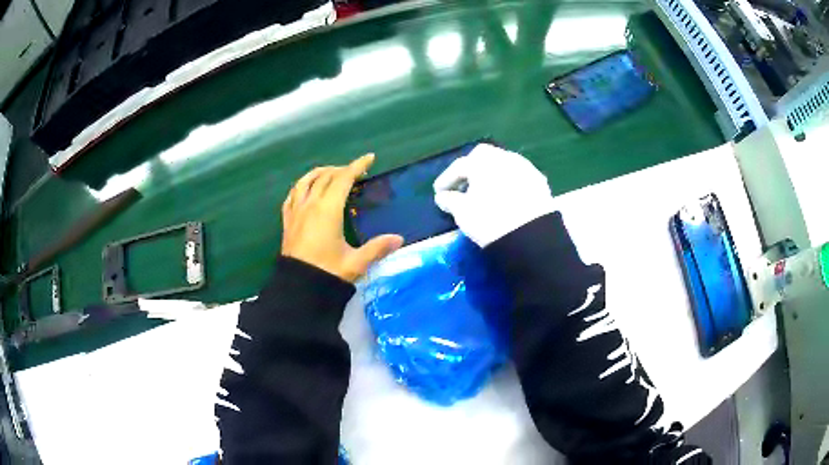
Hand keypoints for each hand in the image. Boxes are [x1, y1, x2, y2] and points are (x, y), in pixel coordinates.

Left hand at [282, 154, 403, 281]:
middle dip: (342, 169)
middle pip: (326, 176)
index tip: (369, 158)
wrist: (297, 288)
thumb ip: (377, 248)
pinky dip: (302, 185)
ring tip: (331, 173)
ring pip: (305, 181)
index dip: (357, 166)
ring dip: (320, 173)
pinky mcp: (287, 221)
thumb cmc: (327, 273)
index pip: (343, 179)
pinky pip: (292, 194)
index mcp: (328, 210)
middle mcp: (310, 204)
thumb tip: (398, 239)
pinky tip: (306, 189)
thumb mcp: (356, 263)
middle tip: (355, 171)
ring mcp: (296, 211)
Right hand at [433, 144, 555, 246]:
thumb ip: (450, 201)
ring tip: (486, 192)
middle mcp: (504, 157)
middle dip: (471, 169)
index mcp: (483, 161)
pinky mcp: (539, 181)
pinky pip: (519, 176)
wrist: (531, 236)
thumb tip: (443, 197)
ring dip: (492, 174)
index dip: (447, 179)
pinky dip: (508, 182)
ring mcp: (525, 167)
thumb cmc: (490, 221)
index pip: (460, 166)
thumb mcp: (463, 213)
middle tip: (464, 186)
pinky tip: (506, 196)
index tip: (439, 192)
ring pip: (503, 164)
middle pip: (484, 156)